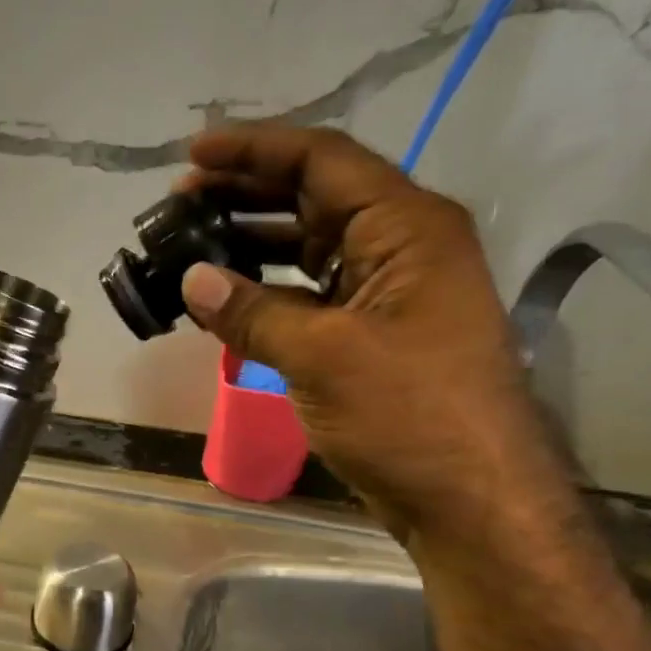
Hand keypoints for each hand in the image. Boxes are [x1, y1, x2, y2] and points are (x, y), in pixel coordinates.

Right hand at [178, 126, 566, 542]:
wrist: (470, 500)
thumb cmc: (408, 416)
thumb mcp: (321, 357)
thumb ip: (252, 313)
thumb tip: (192, 280)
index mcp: (406, 228)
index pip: (323, 161)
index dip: (254, 150)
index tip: (193, 152)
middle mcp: (401, 246)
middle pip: (315, 195)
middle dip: (246, 191)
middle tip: (180, 199)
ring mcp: (388, 291)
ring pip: (310, 245)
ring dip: (252, 239)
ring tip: (191, 240)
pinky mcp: (371, 332)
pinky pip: (310, 291)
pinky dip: (266, 288)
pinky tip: (224, 296)